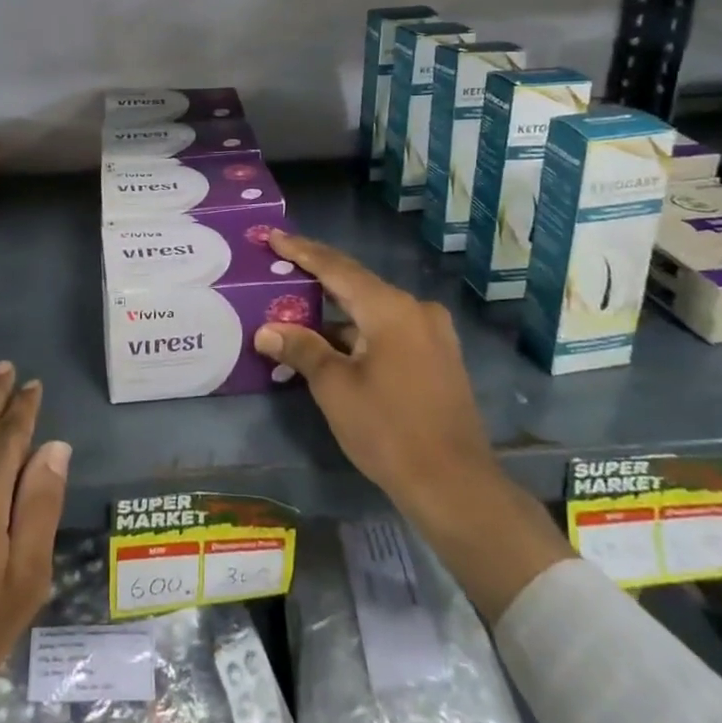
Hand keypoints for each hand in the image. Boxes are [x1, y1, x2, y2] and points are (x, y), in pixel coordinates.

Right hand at [255, 231, 571, 621]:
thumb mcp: (335, 388)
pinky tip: (332, 340)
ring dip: (336, 310)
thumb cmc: (389, 430)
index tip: (274, 236)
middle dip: (317, 277)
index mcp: (390, 308)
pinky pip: (389, 329)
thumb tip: (266, 330)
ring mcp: (432, 333)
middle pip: (356, 284)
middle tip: (281, 265)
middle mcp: (416, 309)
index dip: (302, 251)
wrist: (455, 486)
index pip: (336, 268)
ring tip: (297, 307)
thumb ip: (301, 349)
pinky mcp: (438, 357)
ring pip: (373, 309)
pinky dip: (358, 330)